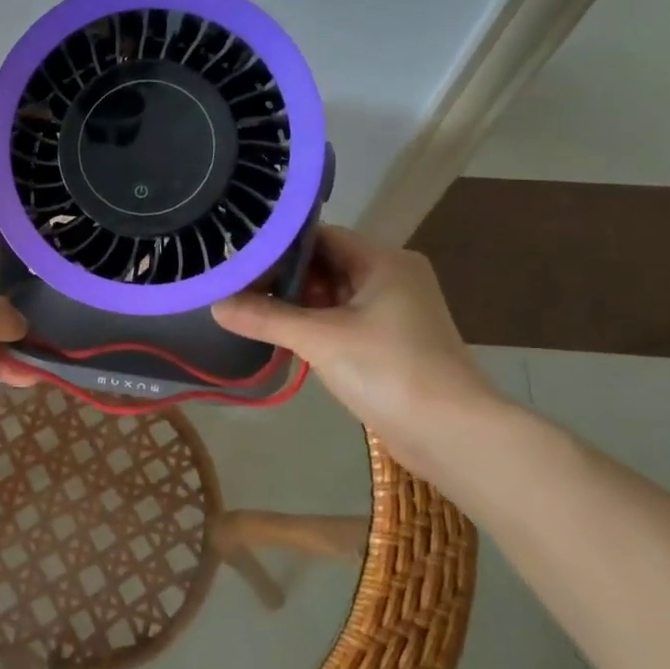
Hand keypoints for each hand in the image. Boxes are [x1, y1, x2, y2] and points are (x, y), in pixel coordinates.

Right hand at [212, 226, 502, 473]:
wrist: (452, 433)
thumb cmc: (389, 370)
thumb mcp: (320, 339)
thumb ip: (266, 318)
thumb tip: (216, 305)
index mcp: (383, 261)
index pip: (320, 235)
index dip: (278, 246)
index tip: (239, 261)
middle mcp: (392, 276)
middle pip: (326, 263)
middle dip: (283, 278)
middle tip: (238, 290)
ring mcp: (395, 310)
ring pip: (334, 294)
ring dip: (297, 304)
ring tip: (252, 312)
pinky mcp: (392, 340)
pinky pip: (344, 319)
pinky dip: (315, 324)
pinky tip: (284, 337)